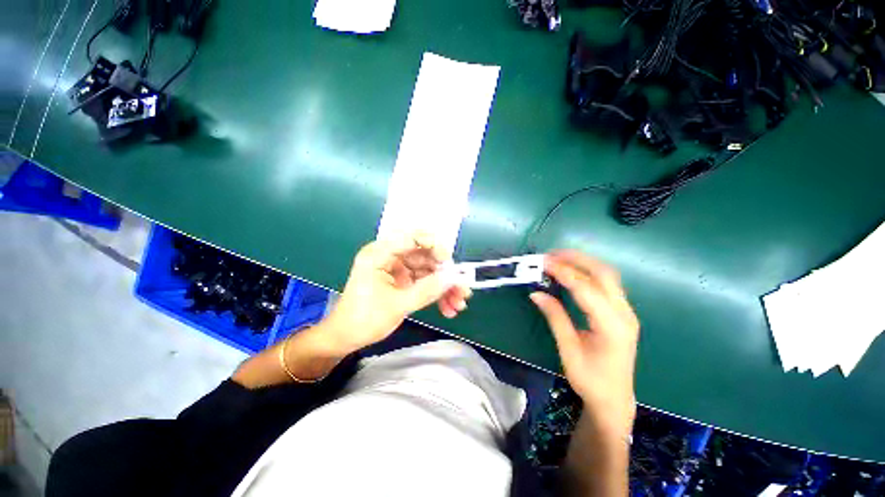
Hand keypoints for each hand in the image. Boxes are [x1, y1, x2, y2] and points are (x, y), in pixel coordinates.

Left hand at [321, 233, 471, 354]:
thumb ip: (426, 290)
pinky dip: (438, 293)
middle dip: (445, 274)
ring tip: (458, 304)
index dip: (433, 246)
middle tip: (462, 289)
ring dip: (445, 287)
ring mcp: (399, 269)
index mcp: (380, 254)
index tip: (448, 262)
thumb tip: (453, 278)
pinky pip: (426, 282)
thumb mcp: (397, 305)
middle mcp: (391, 257)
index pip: (411, 237)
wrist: (346, 338)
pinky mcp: (404, 281)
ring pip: (429, 270)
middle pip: (426, 256)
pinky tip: (448, 307)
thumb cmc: (364, 319)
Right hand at [530, 250, 638, 435]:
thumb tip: (536, 293)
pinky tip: (573, 272)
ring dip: (583, 262)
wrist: (615, 399)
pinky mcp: (622, 312)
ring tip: (559, 258)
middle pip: (604, 273)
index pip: (586, 288)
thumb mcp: (568, 350)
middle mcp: (624, 313)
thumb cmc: (590, 380)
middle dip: (577, 259)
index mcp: (612, 326)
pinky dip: (588, 272)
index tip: (543, 262)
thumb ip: (555, 317)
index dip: (563, 272)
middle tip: (551, 255)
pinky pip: (607, 283)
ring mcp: (626, 311)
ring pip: (608, 275)